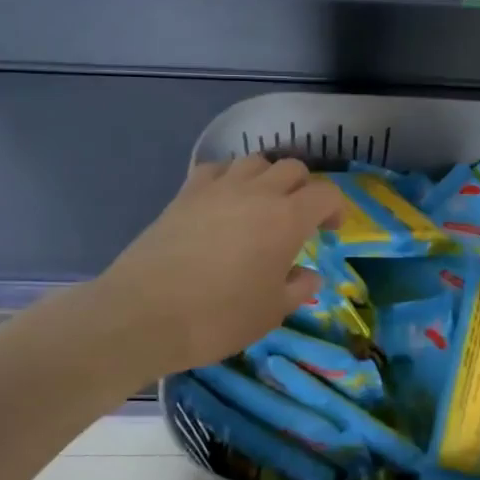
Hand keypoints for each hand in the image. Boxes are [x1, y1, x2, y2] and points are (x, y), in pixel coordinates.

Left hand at [95, 156, 342, 376]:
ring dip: (267, 178)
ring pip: (254, 161)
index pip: (325, 193)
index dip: (335, 209)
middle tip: (298, 218)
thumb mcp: (271, 313)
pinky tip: (223, 201)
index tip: (329, 231)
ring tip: (261, 205)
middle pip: (292, 168)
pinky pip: (215, 169)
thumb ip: (298, 288)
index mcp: (286, 219)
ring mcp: (217, 188)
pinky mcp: (185, 194)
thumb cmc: (219, 318)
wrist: (144, 314)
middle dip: (304, 188)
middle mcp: (256, 193)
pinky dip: (228, 178)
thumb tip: (309, 275)